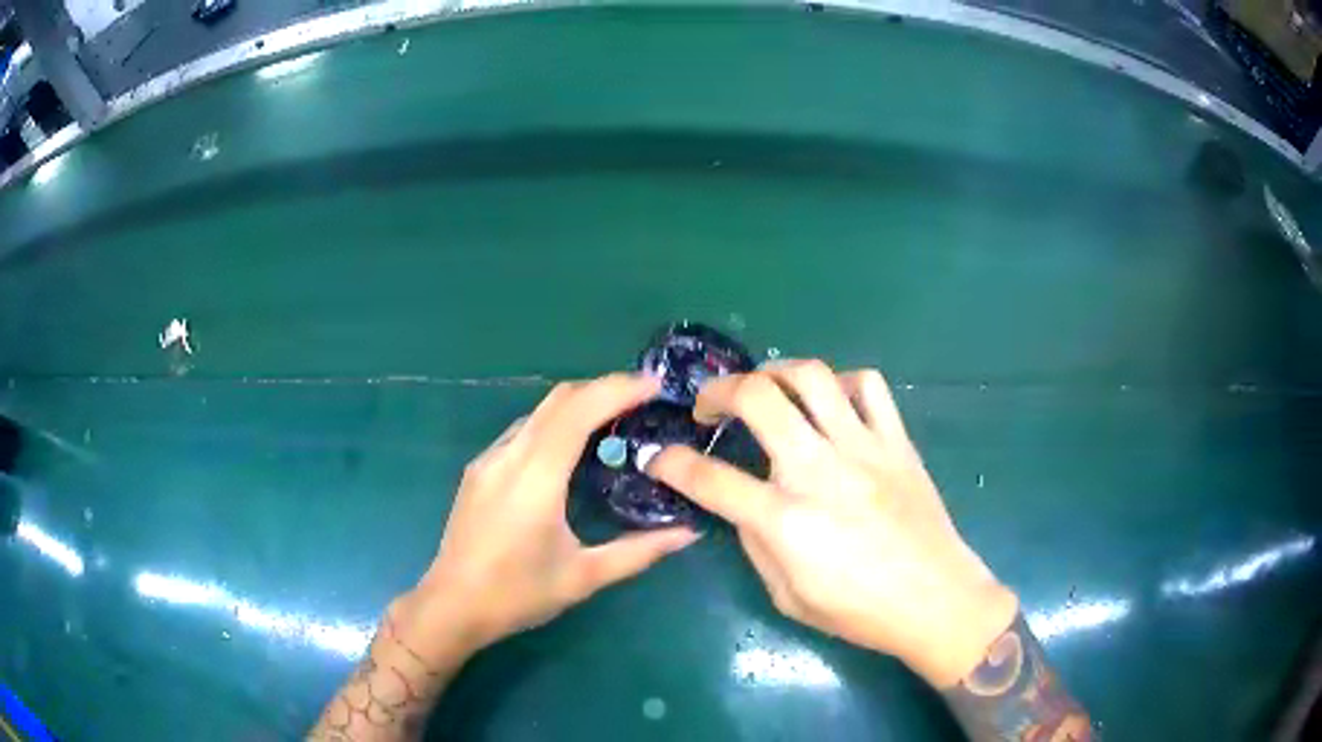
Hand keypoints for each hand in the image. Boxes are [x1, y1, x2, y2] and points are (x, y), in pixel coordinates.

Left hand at [412, 373, 699, 652]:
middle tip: (643, 399)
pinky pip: (522, 430)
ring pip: (538, 411)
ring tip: (615, 419)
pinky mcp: (479, 469)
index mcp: (535, 478)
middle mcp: (508, 456)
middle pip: (558, 399)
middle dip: (603, 388)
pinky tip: (572, 448)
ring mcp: (489, 459)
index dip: (618, 390)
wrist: (451, 606)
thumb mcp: (584, 577)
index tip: (655, 385)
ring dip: (578, 404)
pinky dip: (555, 423)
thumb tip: (689, 533)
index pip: (578, 411)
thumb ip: (639, 551)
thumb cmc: (518, 595)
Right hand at [648, 360, 1017, 687]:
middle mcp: (819, 472)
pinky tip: (831, 403)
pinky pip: (868, 386)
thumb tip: (742, 504)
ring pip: (812, 376)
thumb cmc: (859, 611)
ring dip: (775, 372)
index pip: (709, 479)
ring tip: (765, 389)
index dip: (672, 464)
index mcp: (786, 521)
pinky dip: (840, 383)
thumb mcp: (787, 596)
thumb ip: (757, 543)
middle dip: (719, 391)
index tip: (659, 457)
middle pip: (758, 398)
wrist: (936, 600)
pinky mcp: (896, 441)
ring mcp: (863, 449)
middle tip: (711, 407)